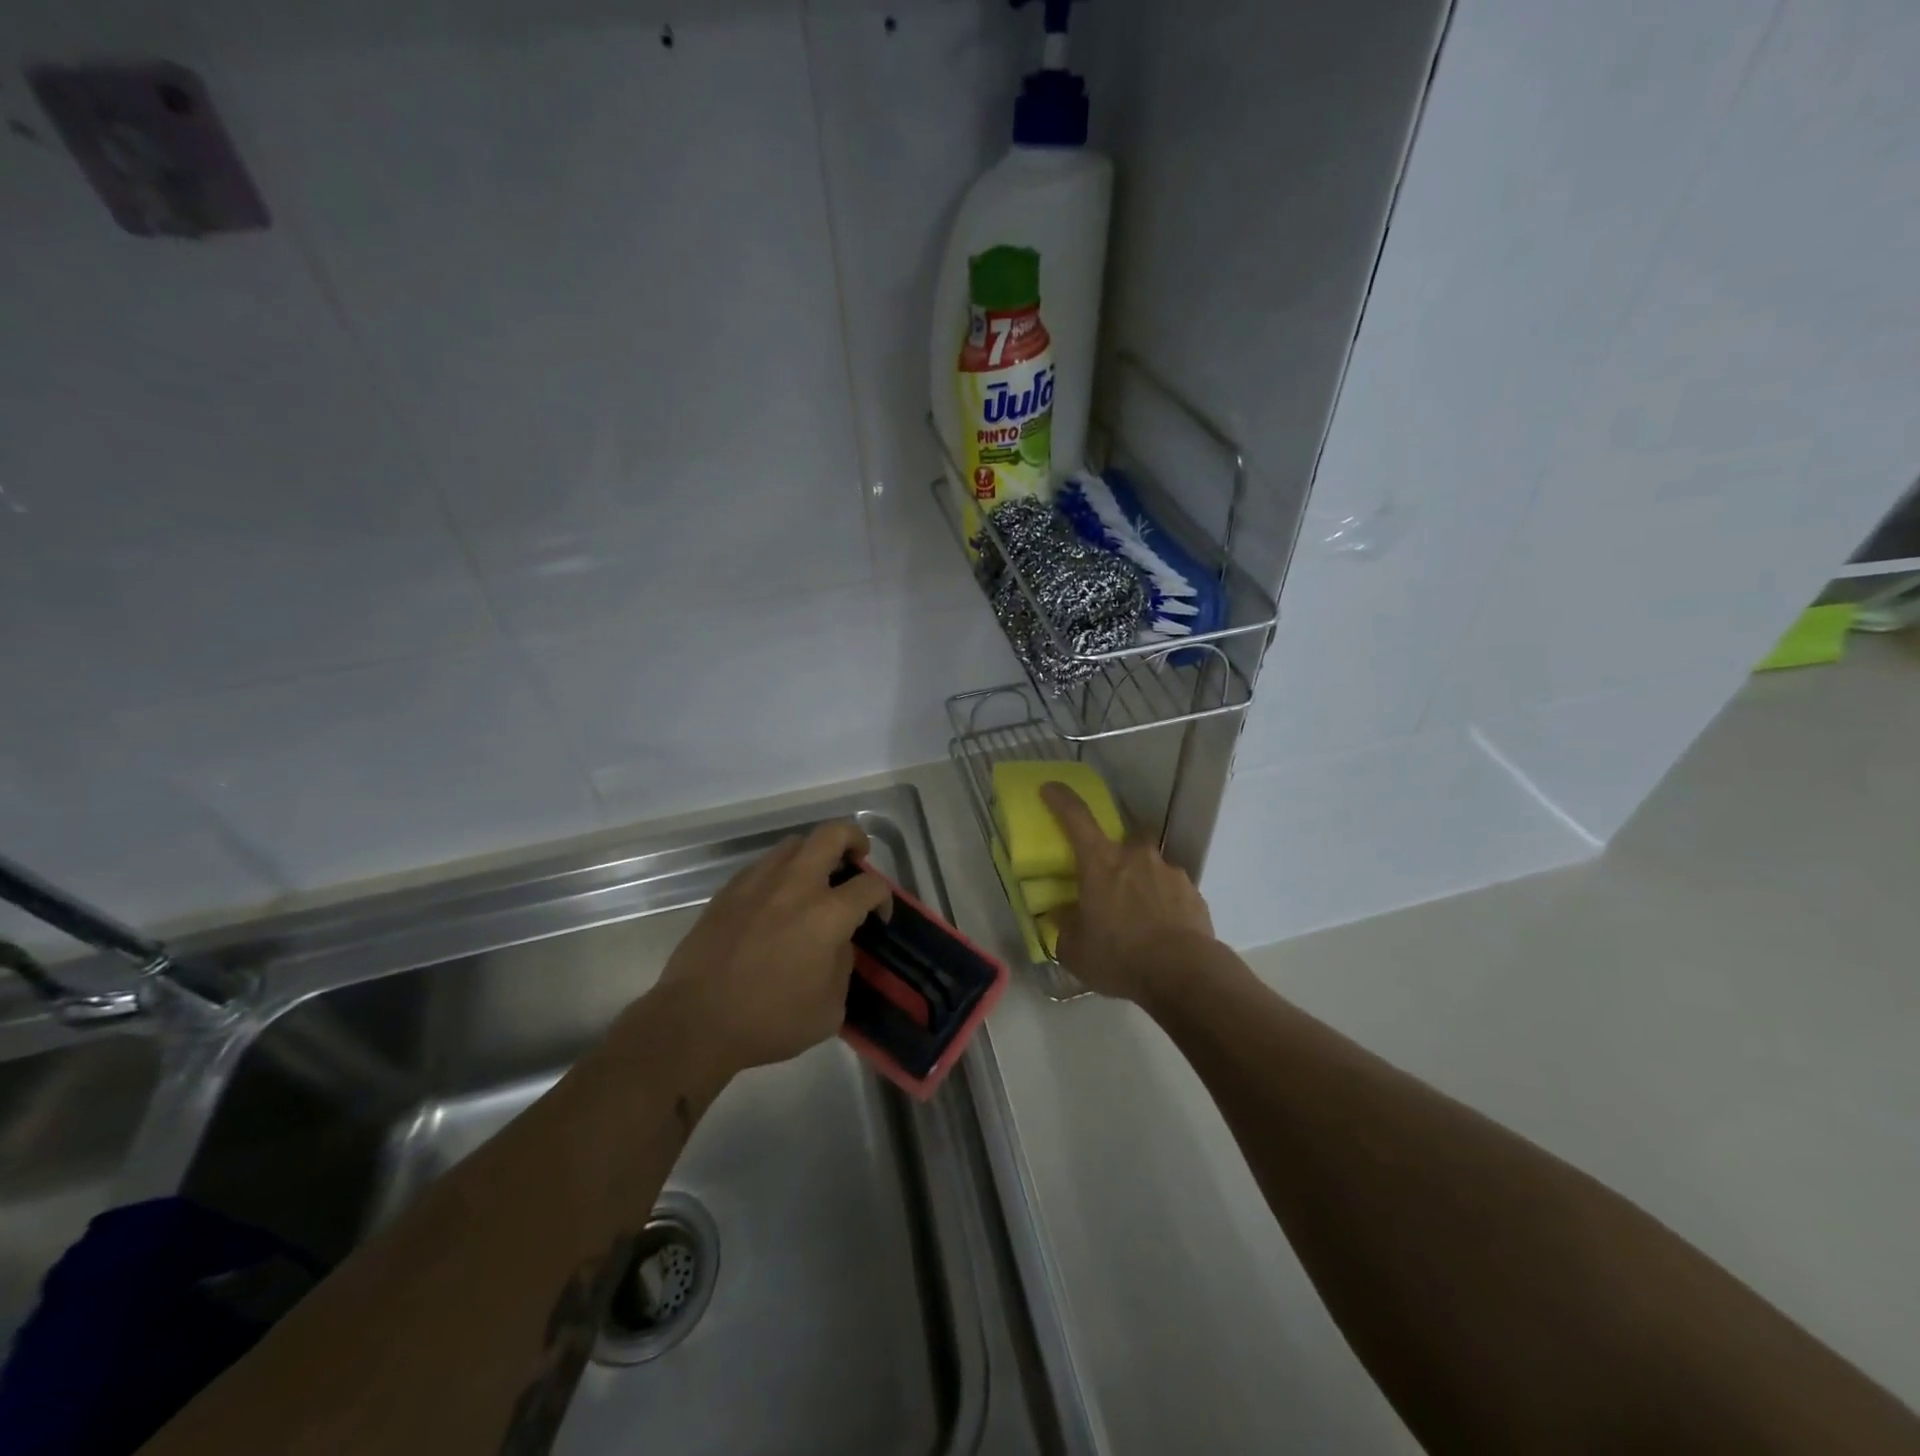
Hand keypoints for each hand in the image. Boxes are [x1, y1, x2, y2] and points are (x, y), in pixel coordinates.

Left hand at [647, 821, 891, 1074]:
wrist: (695, 1022)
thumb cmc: (769, 1021)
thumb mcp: (829, 1009)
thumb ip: (843, 965)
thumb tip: (838, 943)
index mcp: (827, 914)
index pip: (871, 885)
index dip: (884, 897)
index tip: (878, 918)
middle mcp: (796, 885)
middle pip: (833, 834)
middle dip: (854, 839)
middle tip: (857, 860)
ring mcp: (758, 882)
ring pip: (795, 843)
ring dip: (814, 854)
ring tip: (816, 880)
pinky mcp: (729, 890)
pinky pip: (764, 864)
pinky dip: (781, 872)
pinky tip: (777, 900)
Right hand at [1041, 782, 1215, 1003]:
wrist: (1184, 974)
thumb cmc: (1119, 956)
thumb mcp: (1075, 950)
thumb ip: (1065, 927)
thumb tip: (1061, 914)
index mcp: (1100, 863)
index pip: (1076, 817)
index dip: (1061, 799)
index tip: (1050, 788)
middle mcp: (1136, 857)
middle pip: (1125, 838)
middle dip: (1119, 852)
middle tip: (1112, 880)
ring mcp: (1169, 872)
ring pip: (1151, 866)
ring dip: (1143, 883)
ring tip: (1140, 916)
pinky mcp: (1193, 893)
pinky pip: (1172, 891)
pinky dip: (1164, 903)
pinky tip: (1162, 931)